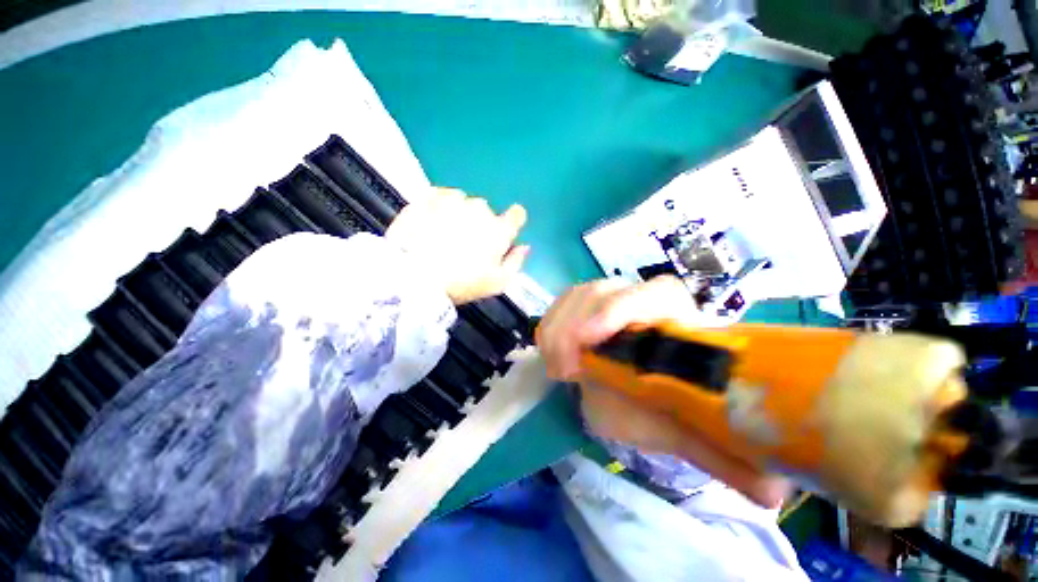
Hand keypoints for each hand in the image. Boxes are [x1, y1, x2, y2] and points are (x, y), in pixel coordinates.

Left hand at [386, 188, 528, 303]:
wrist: (414, 277)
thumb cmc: (462, 283)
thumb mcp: (497, 283)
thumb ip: (515, 262)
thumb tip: (524, 246)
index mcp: (499, 229)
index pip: (517, 215)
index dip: (512, 221)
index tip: (504, 229)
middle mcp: (480, 209)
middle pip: (486, 212)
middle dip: (480, 224)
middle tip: (465, 245)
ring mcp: (453, 200)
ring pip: (463, 202)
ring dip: (459, 214)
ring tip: (444, 235)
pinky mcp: (429, 197)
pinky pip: (441, 196)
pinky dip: (439, 206)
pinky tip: (431, 222)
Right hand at [537, 276, 789, 507]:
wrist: (645, 382)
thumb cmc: (667, 401)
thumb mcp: (687, 428)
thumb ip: (723, 455)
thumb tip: (772, 496)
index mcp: (676, 318)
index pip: (652, 293)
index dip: (618, 309)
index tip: (590, 341)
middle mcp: (640, 300)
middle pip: (603, 290)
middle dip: (574, 326)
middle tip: (563, 370)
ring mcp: (609, 297)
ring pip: (577, 294)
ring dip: (558, 327)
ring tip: (557, 367)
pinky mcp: (583, 304)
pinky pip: (561, 303)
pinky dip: (550, 324)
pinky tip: (549, 350)